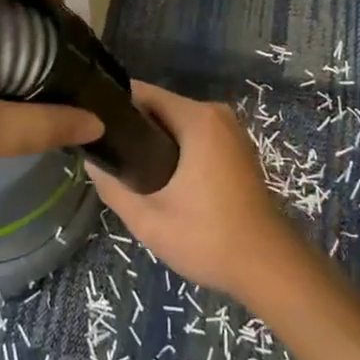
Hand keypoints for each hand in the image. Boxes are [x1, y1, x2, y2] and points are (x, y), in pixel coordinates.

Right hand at [85, 81, 307, 302]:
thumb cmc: (208, 238)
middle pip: (160, 106)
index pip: (143, 93)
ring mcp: (230, 130)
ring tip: (125, 167)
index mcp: (197, 118)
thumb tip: (91, 161)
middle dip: (132, 127)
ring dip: (153, 140)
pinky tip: (158, 176)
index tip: (91, 126)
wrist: (268, 267)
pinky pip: (194, 135)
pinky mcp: (236, 148)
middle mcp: (216, 114)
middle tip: (106, 155)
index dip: (113, 106)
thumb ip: (113, 186)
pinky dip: (174, 149)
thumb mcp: (149, 219)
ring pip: (177, 123)